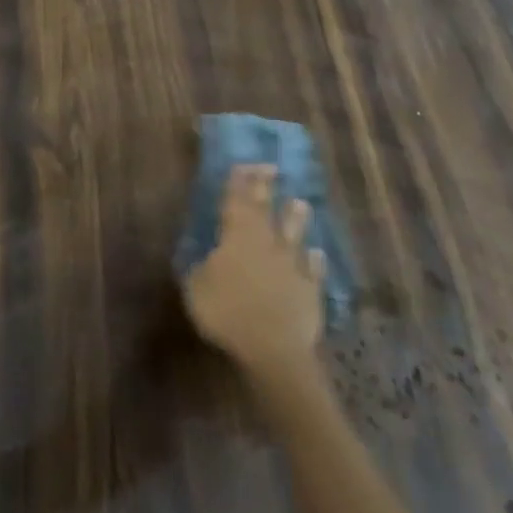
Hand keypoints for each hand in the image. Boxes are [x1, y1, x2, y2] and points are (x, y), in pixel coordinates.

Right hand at [181, 164, 324, 382]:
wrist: (273, 347)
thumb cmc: (227, 313)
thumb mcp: (196, 288)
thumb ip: (200, 268)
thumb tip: (206, 258)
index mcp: (236, 236)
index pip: (236, 200)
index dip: (238, 182)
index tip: (242, 164)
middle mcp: (266, 241)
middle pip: (265, 208)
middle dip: (265, 187)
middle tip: (270, 167)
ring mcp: (291, 264)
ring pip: (294, 234)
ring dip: (296, 218)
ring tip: (300, 202)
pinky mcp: (310, 289)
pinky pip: (312, 270)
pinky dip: (314, 261)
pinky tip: (317, 254)